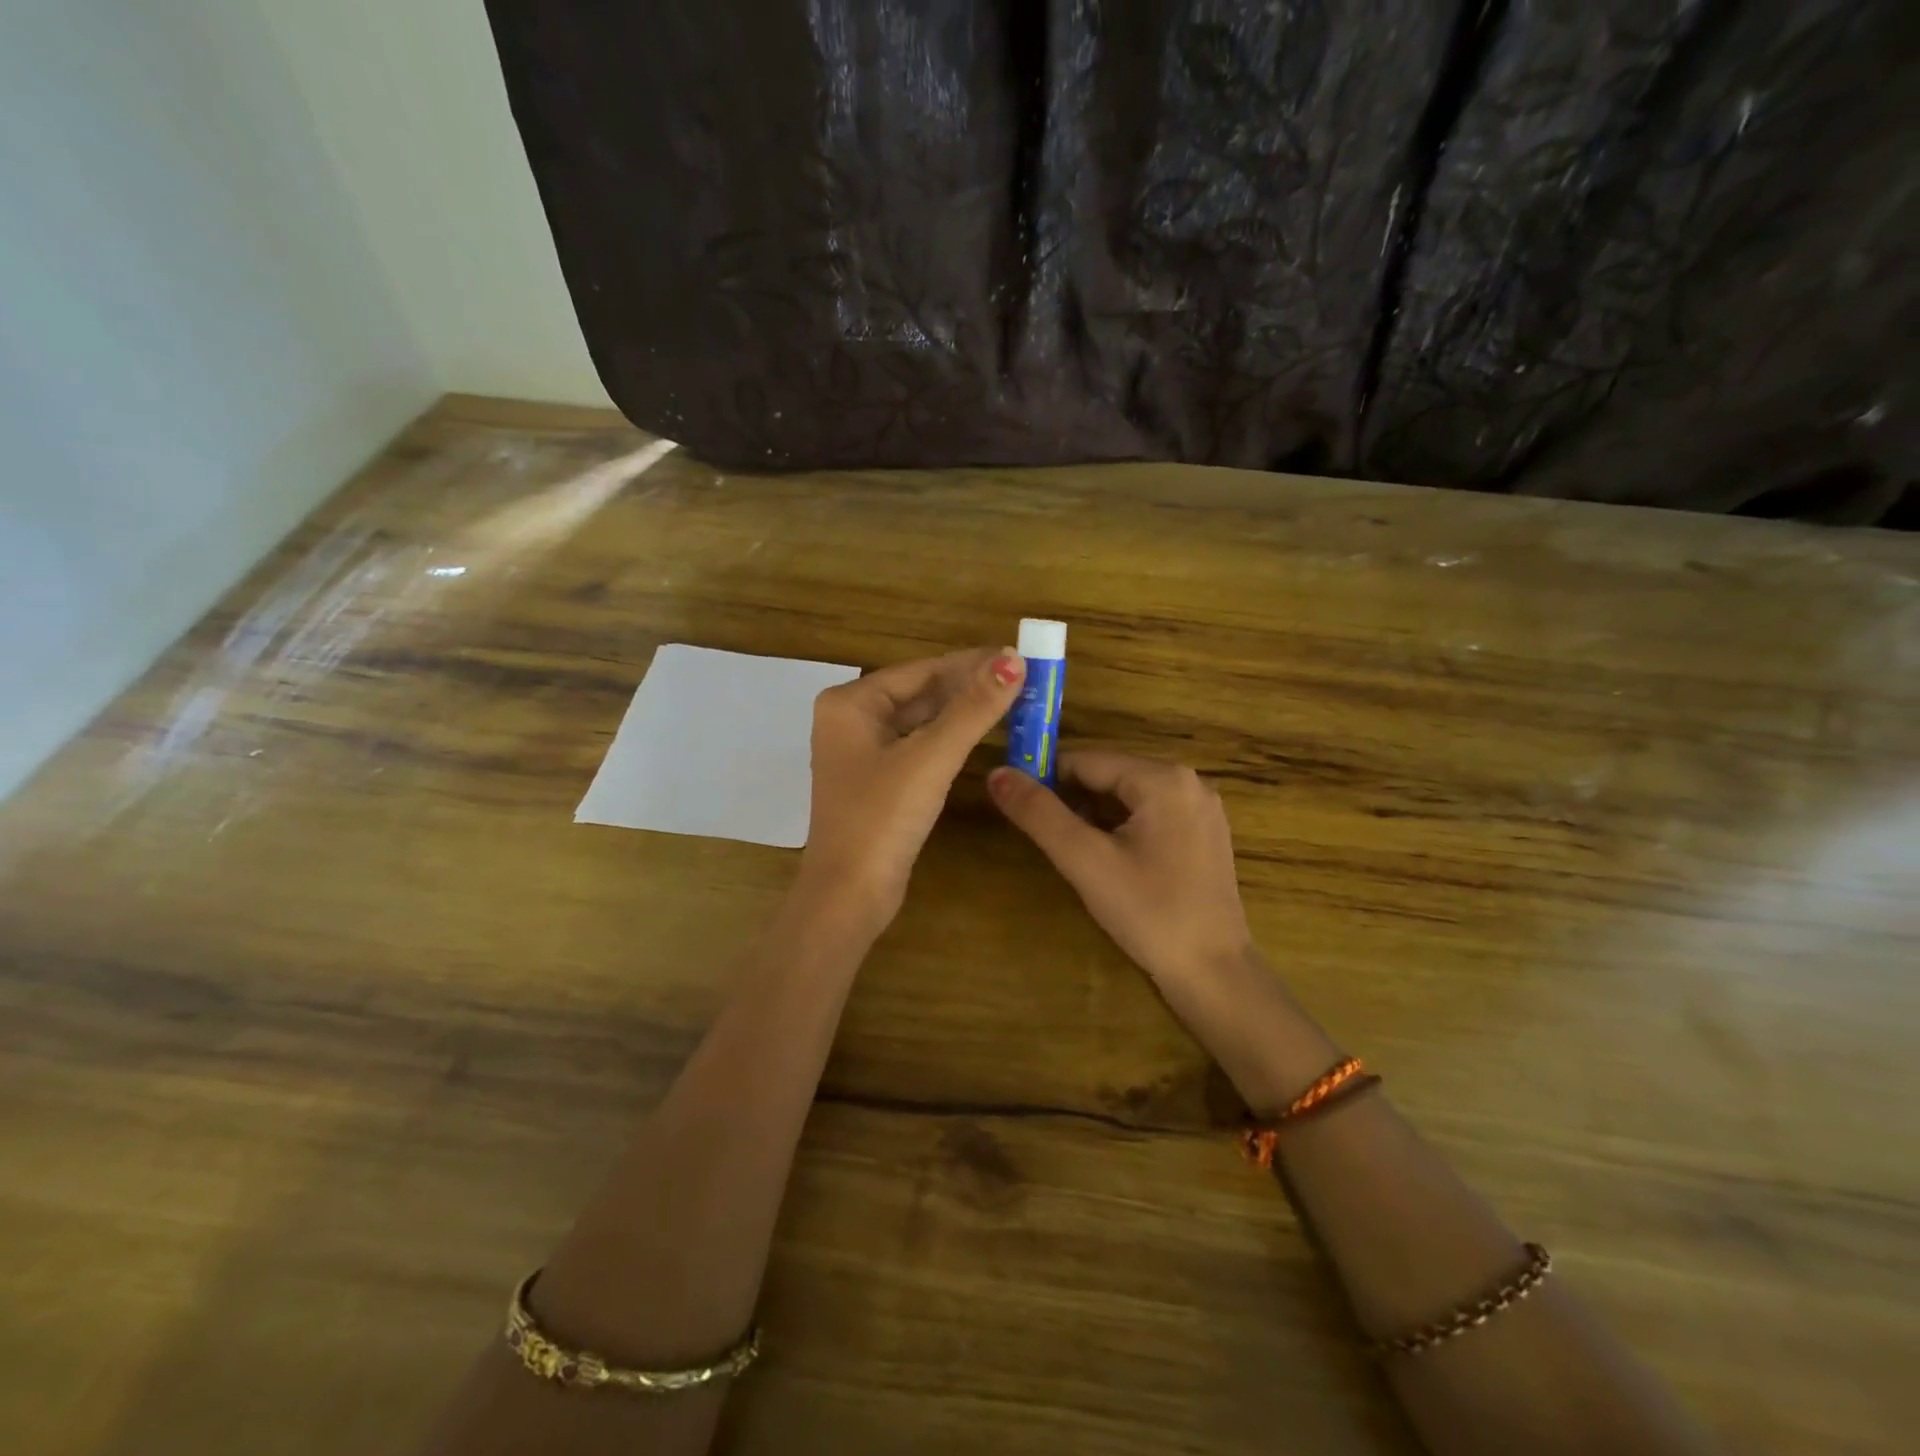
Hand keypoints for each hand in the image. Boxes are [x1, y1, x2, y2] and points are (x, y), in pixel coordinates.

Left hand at [799, 646, 1025, 934]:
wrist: (849, 895)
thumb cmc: (881, 819)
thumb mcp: (930, 758)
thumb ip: (973, 708)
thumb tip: (1013, 659)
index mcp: (850, 703)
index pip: (921, 670)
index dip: (972, 663)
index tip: (1018, 656)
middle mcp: (851, 720)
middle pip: (920, 692)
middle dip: (969, 686)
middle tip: (1023, 679)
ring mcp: (862, 753)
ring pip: (921, 720)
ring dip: (962, 712)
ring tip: (1012, 700)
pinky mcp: (877, 781)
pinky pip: (918, 747)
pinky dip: (949, 739)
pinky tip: (980, 734)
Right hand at [988, 752, 1252, 985]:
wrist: (1213, 973)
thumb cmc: (1148, 913)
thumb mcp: (1084, 860)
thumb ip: (1039, 814)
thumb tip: (996, 774)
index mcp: (1163, 778)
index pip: (1085, 761)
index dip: (1045, 780)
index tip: (1019, 809)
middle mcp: (1188, 781)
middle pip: (1108, 776)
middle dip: (1071, 801)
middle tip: (1047, 840)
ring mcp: (1201, 808)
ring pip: (1127, 797)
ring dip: (1093, 817)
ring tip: (1075, 855)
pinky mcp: (1204, 834)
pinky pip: (1149, 815)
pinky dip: (1120, 829)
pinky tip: (1109, 862)